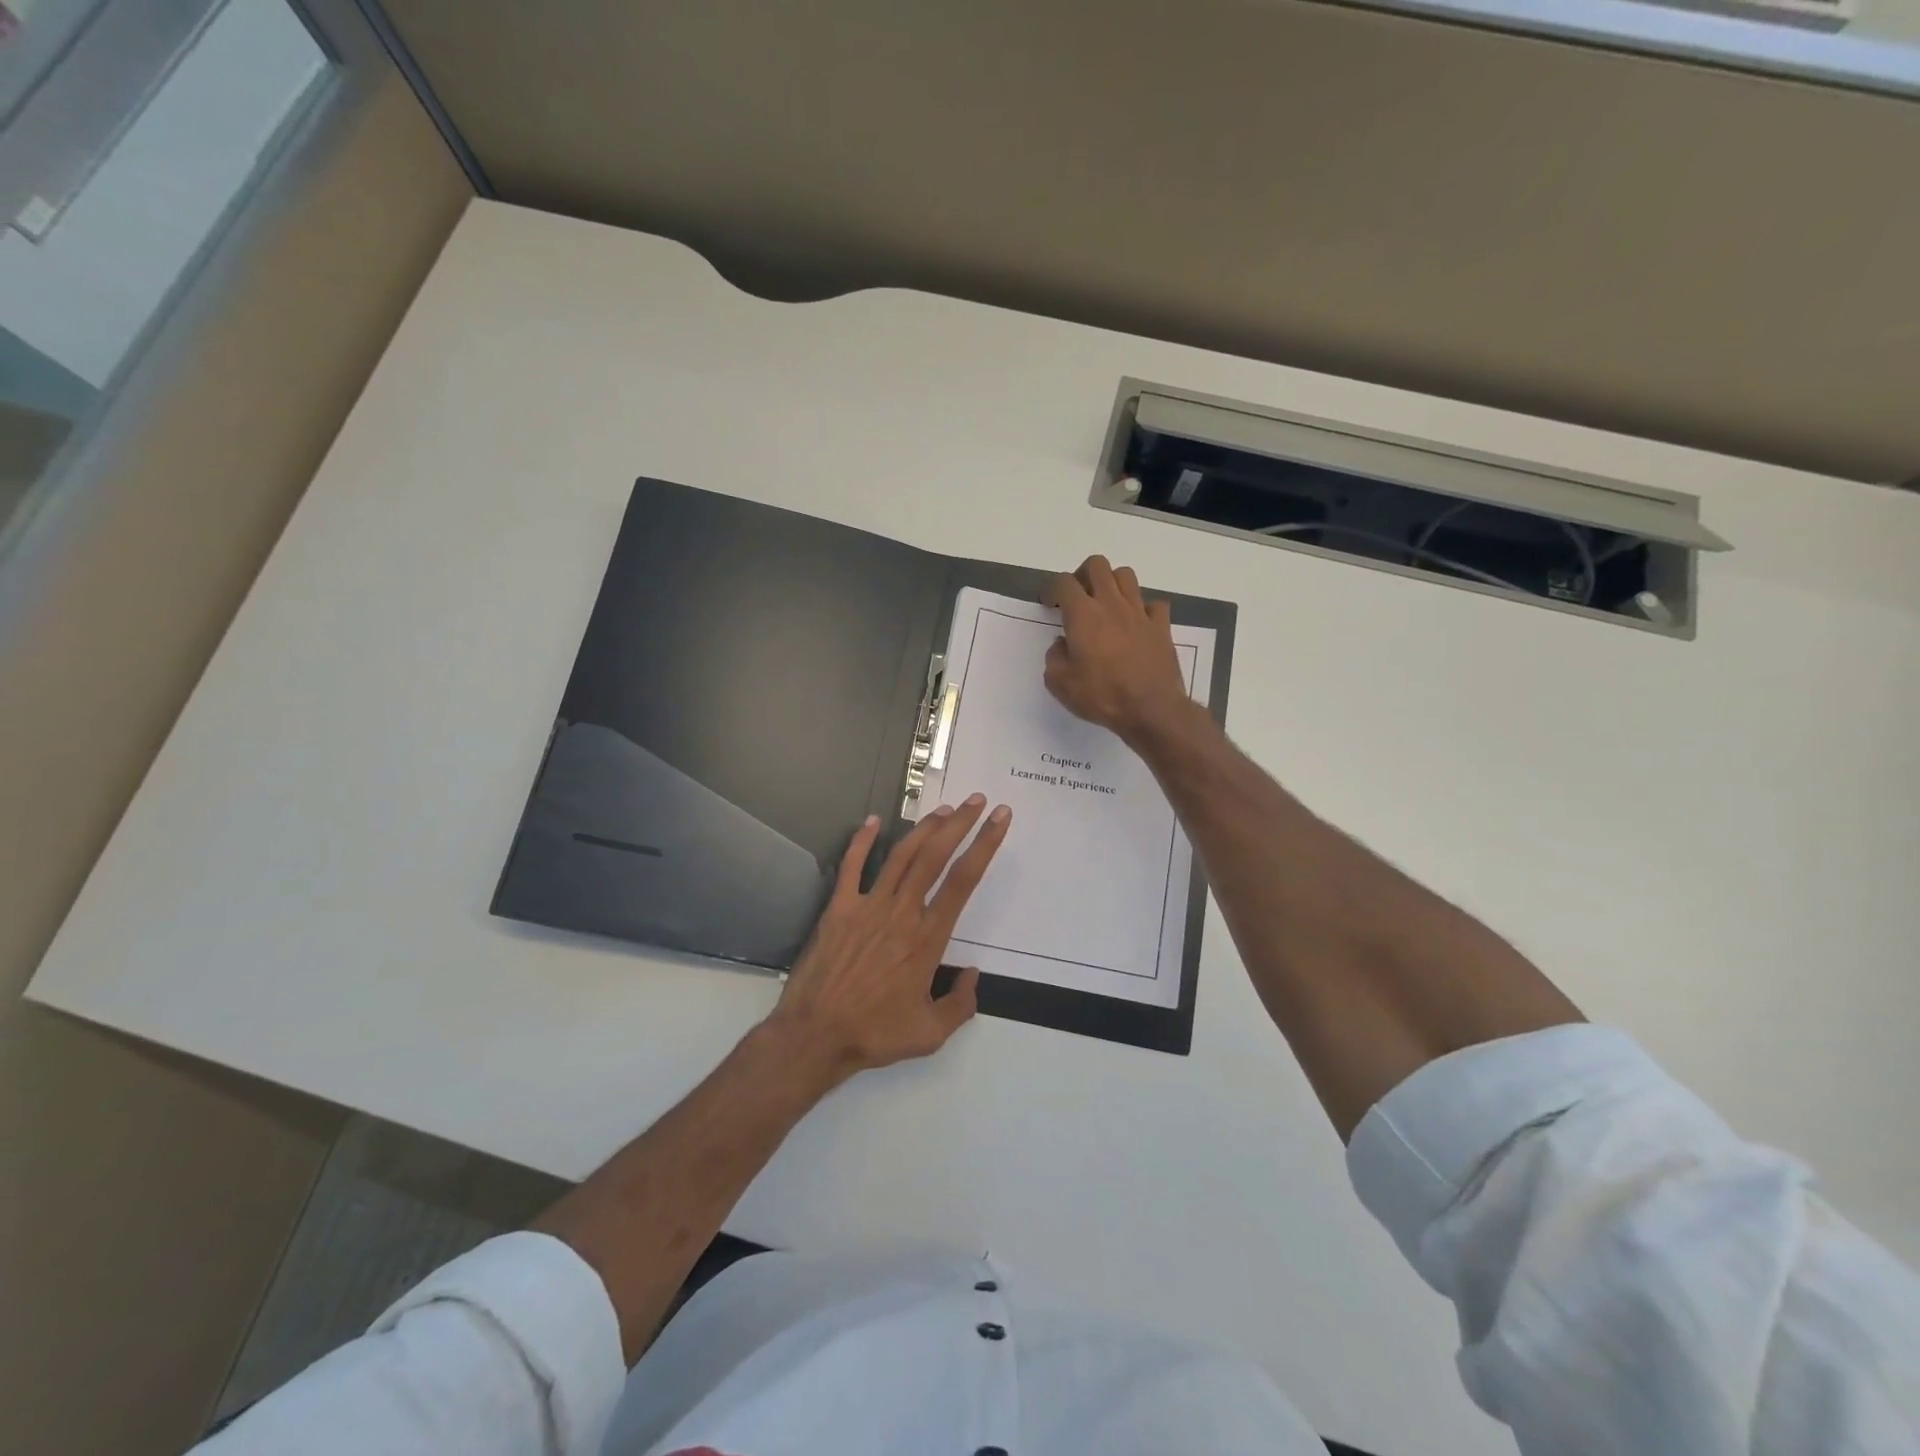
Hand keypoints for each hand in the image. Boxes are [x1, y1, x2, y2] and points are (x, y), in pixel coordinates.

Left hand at [767, 794, 1010, 1081]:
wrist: (816, 1035)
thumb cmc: (875, 1034)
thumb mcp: (931, 1033)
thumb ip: (961, 1004)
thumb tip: (973, 976)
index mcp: (928, 937)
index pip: (964, 880)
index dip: (985, 845)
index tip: (1000, 819)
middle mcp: (902, 912)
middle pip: (936, 856)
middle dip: (960, 823)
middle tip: (977, 800)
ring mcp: (868, 906)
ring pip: (901, 855)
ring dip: (924, 828)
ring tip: (943, 809)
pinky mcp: (839, 908)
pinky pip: (852, 866)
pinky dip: (862, 840)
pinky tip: (873, 820)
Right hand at [1042, 555, 1190, 744]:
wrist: (1151, 709)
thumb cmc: (1101, 695)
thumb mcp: (1060, 683)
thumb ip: (1054, 657)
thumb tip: (1062, 644)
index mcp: (1083, 614)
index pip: (1064, 582)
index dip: (1053, 589)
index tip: (1050, 604)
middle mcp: (1111, 604)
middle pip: (1097, 565)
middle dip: (1083, 575)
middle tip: (1078, 597)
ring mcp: (1140, 613)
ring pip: (1126, 576)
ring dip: (1112, 583)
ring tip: (1106, 604)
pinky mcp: (1161, 626)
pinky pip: (1153, 604)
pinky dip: (1143, 608)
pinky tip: (1136, 624)